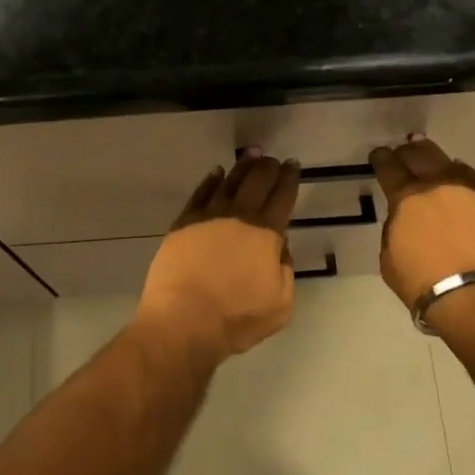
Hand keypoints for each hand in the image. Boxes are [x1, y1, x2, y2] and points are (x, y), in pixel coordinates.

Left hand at [136, 151, 302, 363]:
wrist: (183, 320)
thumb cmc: (236, 317)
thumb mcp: (281, 304)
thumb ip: (286, 270)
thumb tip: (279, 249)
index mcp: (265, 233)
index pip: (282, 197)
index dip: (289, 179)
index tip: (292, 165)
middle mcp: (238, 217)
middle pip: (256, 182)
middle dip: (267, 167)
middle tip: (272, 158)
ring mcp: (207, 217)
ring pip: (229, 182)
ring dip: (242, 167)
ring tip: (251, 155)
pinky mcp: (183, 224)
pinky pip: (200, 194)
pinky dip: (210, 181)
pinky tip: (216, 173)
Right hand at [370, 135, 474, 310]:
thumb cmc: (423, 284)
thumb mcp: (390, 258)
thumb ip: (395, 230)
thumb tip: (404, 219)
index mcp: (406, 199)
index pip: (389, 168)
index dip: (381, 159)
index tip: (379, 155)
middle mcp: (437, 186)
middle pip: (421, 155)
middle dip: (409, 151)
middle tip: (404, 151)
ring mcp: (469, 192)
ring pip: (450, 163)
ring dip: (437, 160)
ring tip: (432, 161)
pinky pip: (473, 181)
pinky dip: (462, 177)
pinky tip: (459, 181)